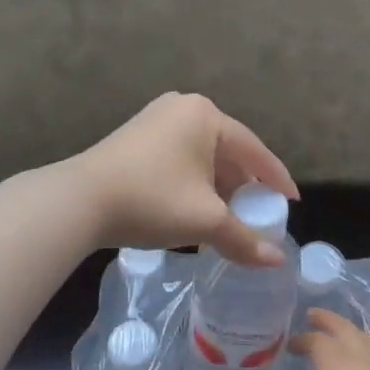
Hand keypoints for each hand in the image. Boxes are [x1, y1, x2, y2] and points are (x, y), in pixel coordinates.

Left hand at [72, 93, 298, 266]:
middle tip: (258, 213)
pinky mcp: (135, 137)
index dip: (276, 179)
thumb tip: (276, 261)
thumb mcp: (205, 221)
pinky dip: (194, 182)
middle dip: (244, 185)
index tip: (291, 202)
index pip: (254, 150)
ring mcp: (156, 119)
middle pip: (228, 151)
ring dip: (218, 187)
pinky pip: (180, 158)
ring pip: (202, 156)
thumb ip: (244, 239)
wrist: (78, 202)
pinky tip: (196, 207)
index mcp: (206, 116)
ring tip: (229, 216)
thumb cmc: (152, 200)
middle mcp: (183, 108)